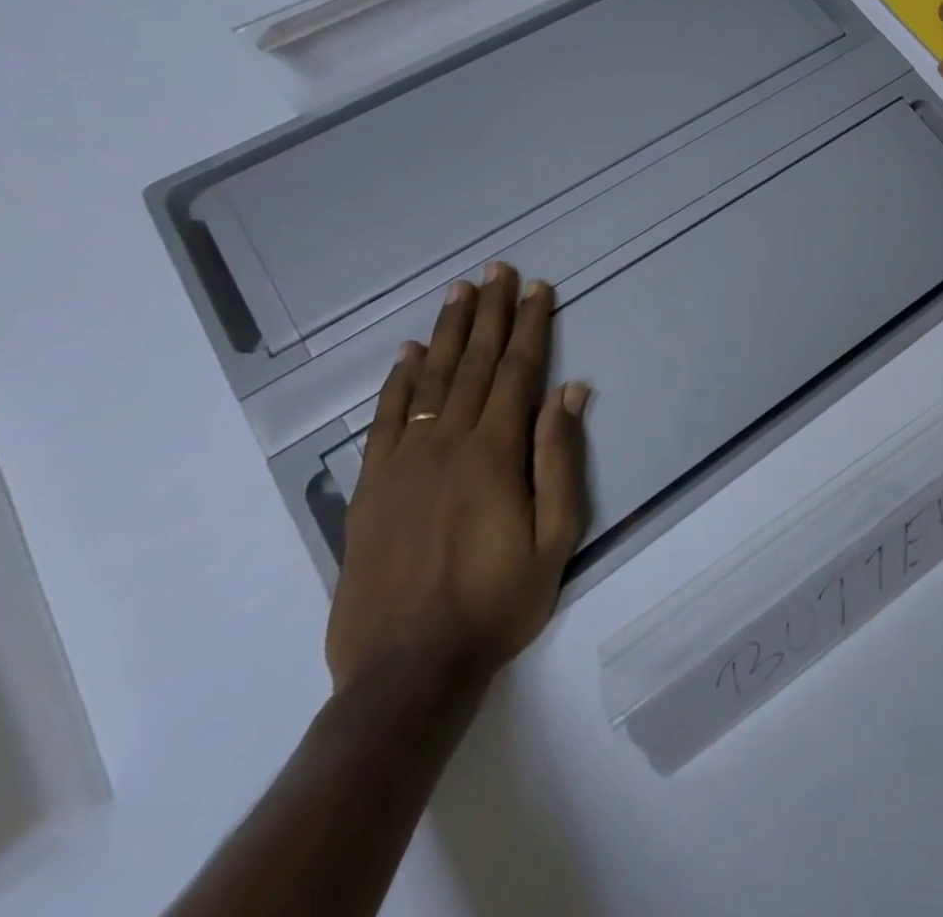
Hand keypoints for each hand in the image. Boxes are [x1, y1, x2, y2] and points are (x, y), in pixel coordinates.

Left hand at [326, 264, 590, 695]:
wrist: (406, 671)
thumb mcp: (556, 537)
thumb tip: (570, 392)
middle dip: (490, 313)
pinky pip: (386, 418)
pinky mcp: (372, 486)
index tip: (538, 289)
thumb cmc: (497, 603)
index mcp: (495, 452)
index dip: (531, 326)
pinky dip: (397, 380)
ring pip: (429, 379)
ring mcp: (403, 462)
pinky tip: (408, 353)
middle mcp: (447, 443)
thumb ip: (560, 459)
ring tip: (459, 292)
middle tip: (497, 270)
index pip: (517, 371)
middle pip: (473, 363)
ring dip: (448, 332)